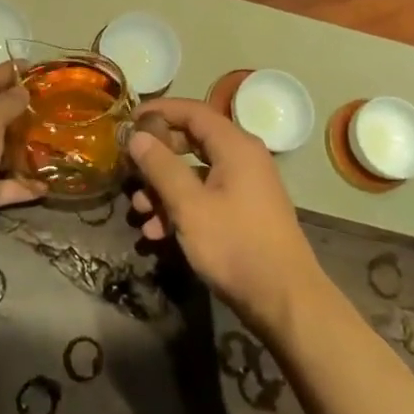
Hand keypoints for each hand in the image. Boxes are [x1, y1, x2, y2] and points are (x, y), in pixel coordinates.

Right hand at [127, 98, 326, 333]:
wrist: (285, 302)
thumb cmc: (235, 246)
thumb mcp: (189, 206)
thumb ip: (161, 167)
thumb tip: (137, 136)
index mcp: (235, 146)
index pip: (193, 111)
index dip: (159, 111)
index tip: (128, 119)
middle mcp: (244, 158)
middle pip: (193, 141)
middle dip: (158, 155)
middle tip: (129, 165)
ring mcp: (246, 187)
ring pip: (196, 173)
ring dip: (164, 188)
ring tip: (138, 210)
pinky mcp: (245, 213)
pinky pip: (206, 196)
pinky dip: (182, 207)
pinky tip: (157, 233)